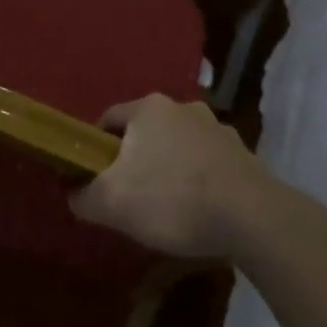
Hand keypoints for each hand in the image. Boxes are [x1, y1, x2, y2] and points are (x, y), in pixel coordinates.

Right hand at [70, 94, 272, 258]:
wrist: (252, 218)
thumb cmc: (172, 199)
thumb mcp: (112, 203)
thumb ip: (83, 196)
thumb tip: (74, 194)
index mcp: (148, 108)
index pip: (108, 120)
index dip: (95, 148)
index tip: (94, 177)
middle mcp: (184, 107)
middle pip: (145, 132)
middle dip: (135, 159)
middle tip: (129, 195)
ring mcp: (218, 129)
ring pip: (179, 146)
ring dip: (169, 167)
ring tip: (167, 206)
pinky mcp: (244, 155)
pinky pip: (208, 164)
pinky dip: (199, 181)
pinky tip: (199, 210)